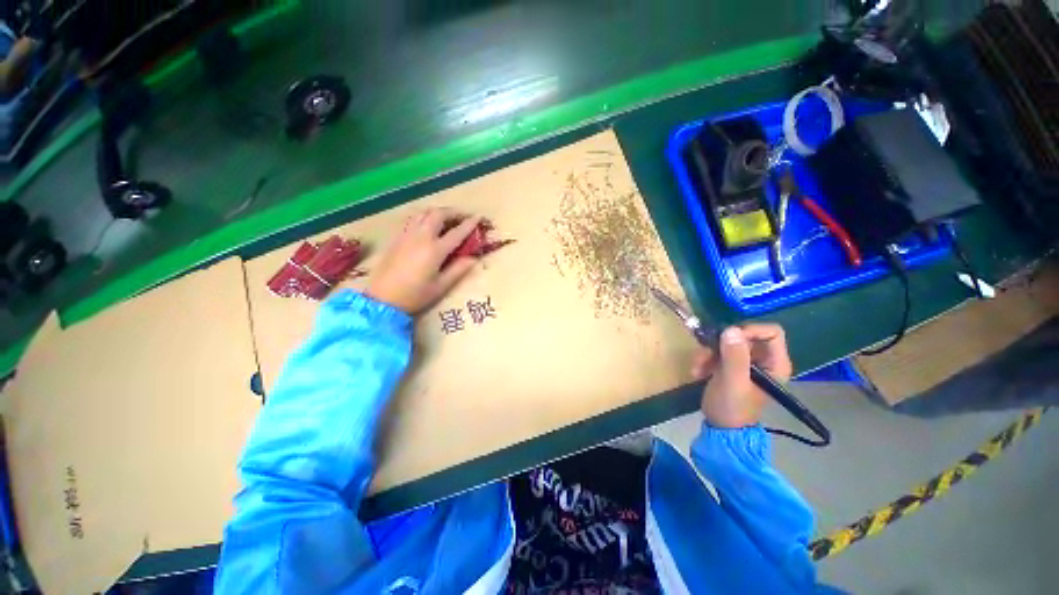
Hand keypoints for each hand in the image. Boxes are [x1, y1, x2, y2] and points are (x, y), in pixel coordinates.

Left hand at [363, 208, 481, 314]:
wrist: (382, 299)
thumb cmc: (415, 295)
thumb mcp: (441, 286)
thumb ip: (458, 270)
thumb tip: (474, 258)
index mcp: (434, 250)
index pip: (456, 232)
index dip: (469, 224)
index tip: (479, 217)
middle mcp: (421, 237)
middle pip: (438, 214)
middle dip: (453, 212)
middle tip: (463, 217)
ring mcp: (407, 235)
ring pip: (423, 213)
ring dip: (438, 212)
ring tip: (447, 219)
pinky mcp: (397, 238)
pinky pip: (413, 219)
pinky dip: (424, 217)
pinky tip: (427, 225)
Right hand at [691, 324, 792, 427]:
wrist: (720, 427)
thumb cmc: (732, 407)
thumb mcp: (733, 381)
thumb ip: (734, 356)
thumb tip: (731, 329)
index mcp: (775, 363)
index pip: (772, 332)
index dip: (750, 330)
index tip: (728, 337)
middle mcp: (763, 359)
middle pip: (745, 335)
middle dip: (721, 343)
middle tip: (706, 353)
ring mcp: (745, 362)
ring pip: (727, 342)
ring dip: (708, 352)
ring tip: (698, 367)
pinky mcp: (729, 364)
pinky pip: (716, 351)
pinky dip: (705, 358)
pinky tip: (698, 372)